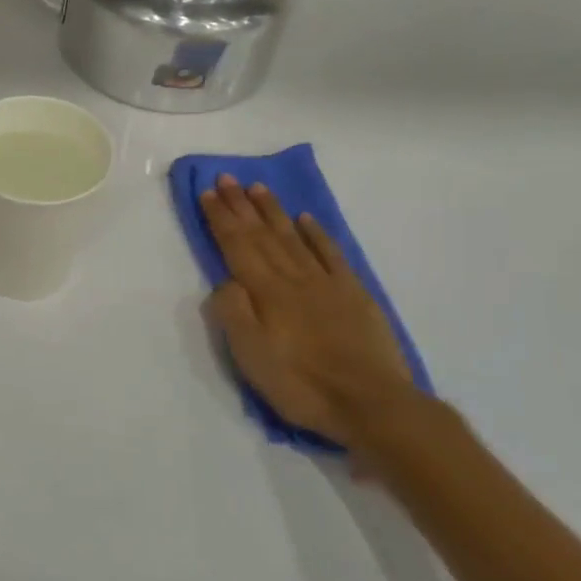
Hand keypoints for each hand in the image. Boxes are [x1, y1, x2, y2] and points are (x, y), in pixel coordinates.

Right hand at [200, 175, 417, 449]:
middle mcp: (293, 278)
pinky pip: (330, 254)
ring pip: (293, 237)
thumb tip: (225, 281)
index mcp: (266, 292)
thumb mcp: (251, 356)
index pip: (237, 245)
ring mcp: (326, 283)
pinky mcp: (353, 294)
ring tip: (258, 188)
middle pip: (262, 234)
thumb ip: (233, 313)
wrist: (371, 403)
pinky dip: (316, 233)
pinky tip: (306, 219)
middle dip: (241, 205)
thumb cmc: (302, 384)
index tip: (209, 191)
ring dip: (273, 211)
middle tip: (227, 177)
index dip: (221, 218)